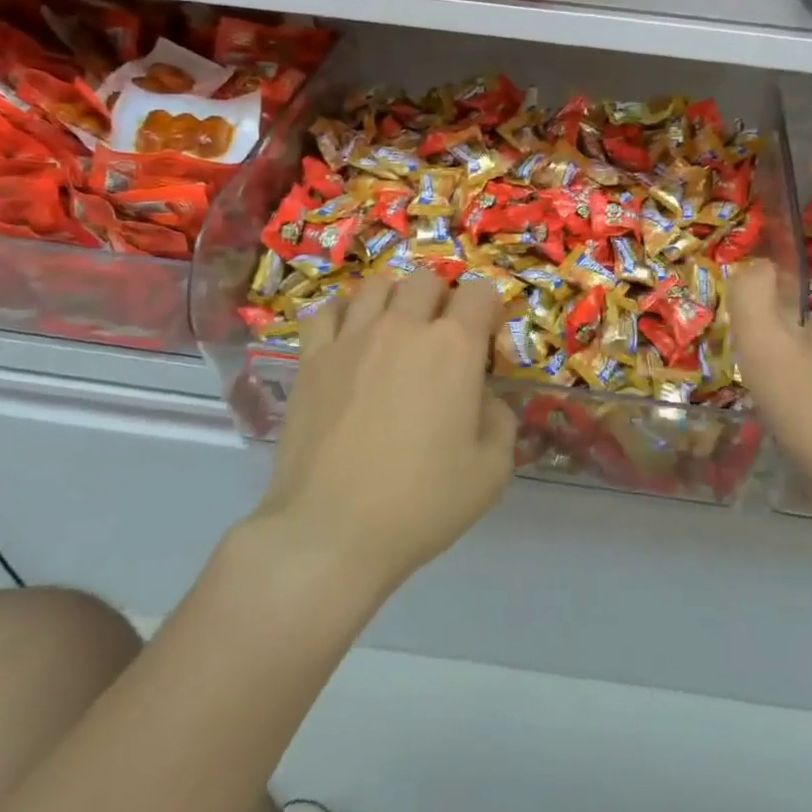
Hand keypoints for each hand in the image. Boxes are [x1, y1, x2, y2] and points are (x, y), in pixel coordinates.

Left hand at [255, 270, 516, 595]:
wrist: (330, 531)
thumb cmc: (421, 503)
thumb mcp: (492, 470)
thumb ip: (499, 418)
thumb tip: (481, 396)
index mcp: (454, 346)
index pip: (480, 292)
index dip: (490, 311)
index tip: (488, 341)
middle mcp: (404, 327)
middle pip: (427, 280)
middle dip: (443, 301)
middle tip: (441, 340)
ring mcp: (351, 338)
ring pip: (377, 285)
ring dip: (395, 300)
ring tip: (395, 333)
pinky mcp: (311, 358)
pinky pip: (329, 310)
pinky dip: (346, 314)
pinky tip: (351, 341)